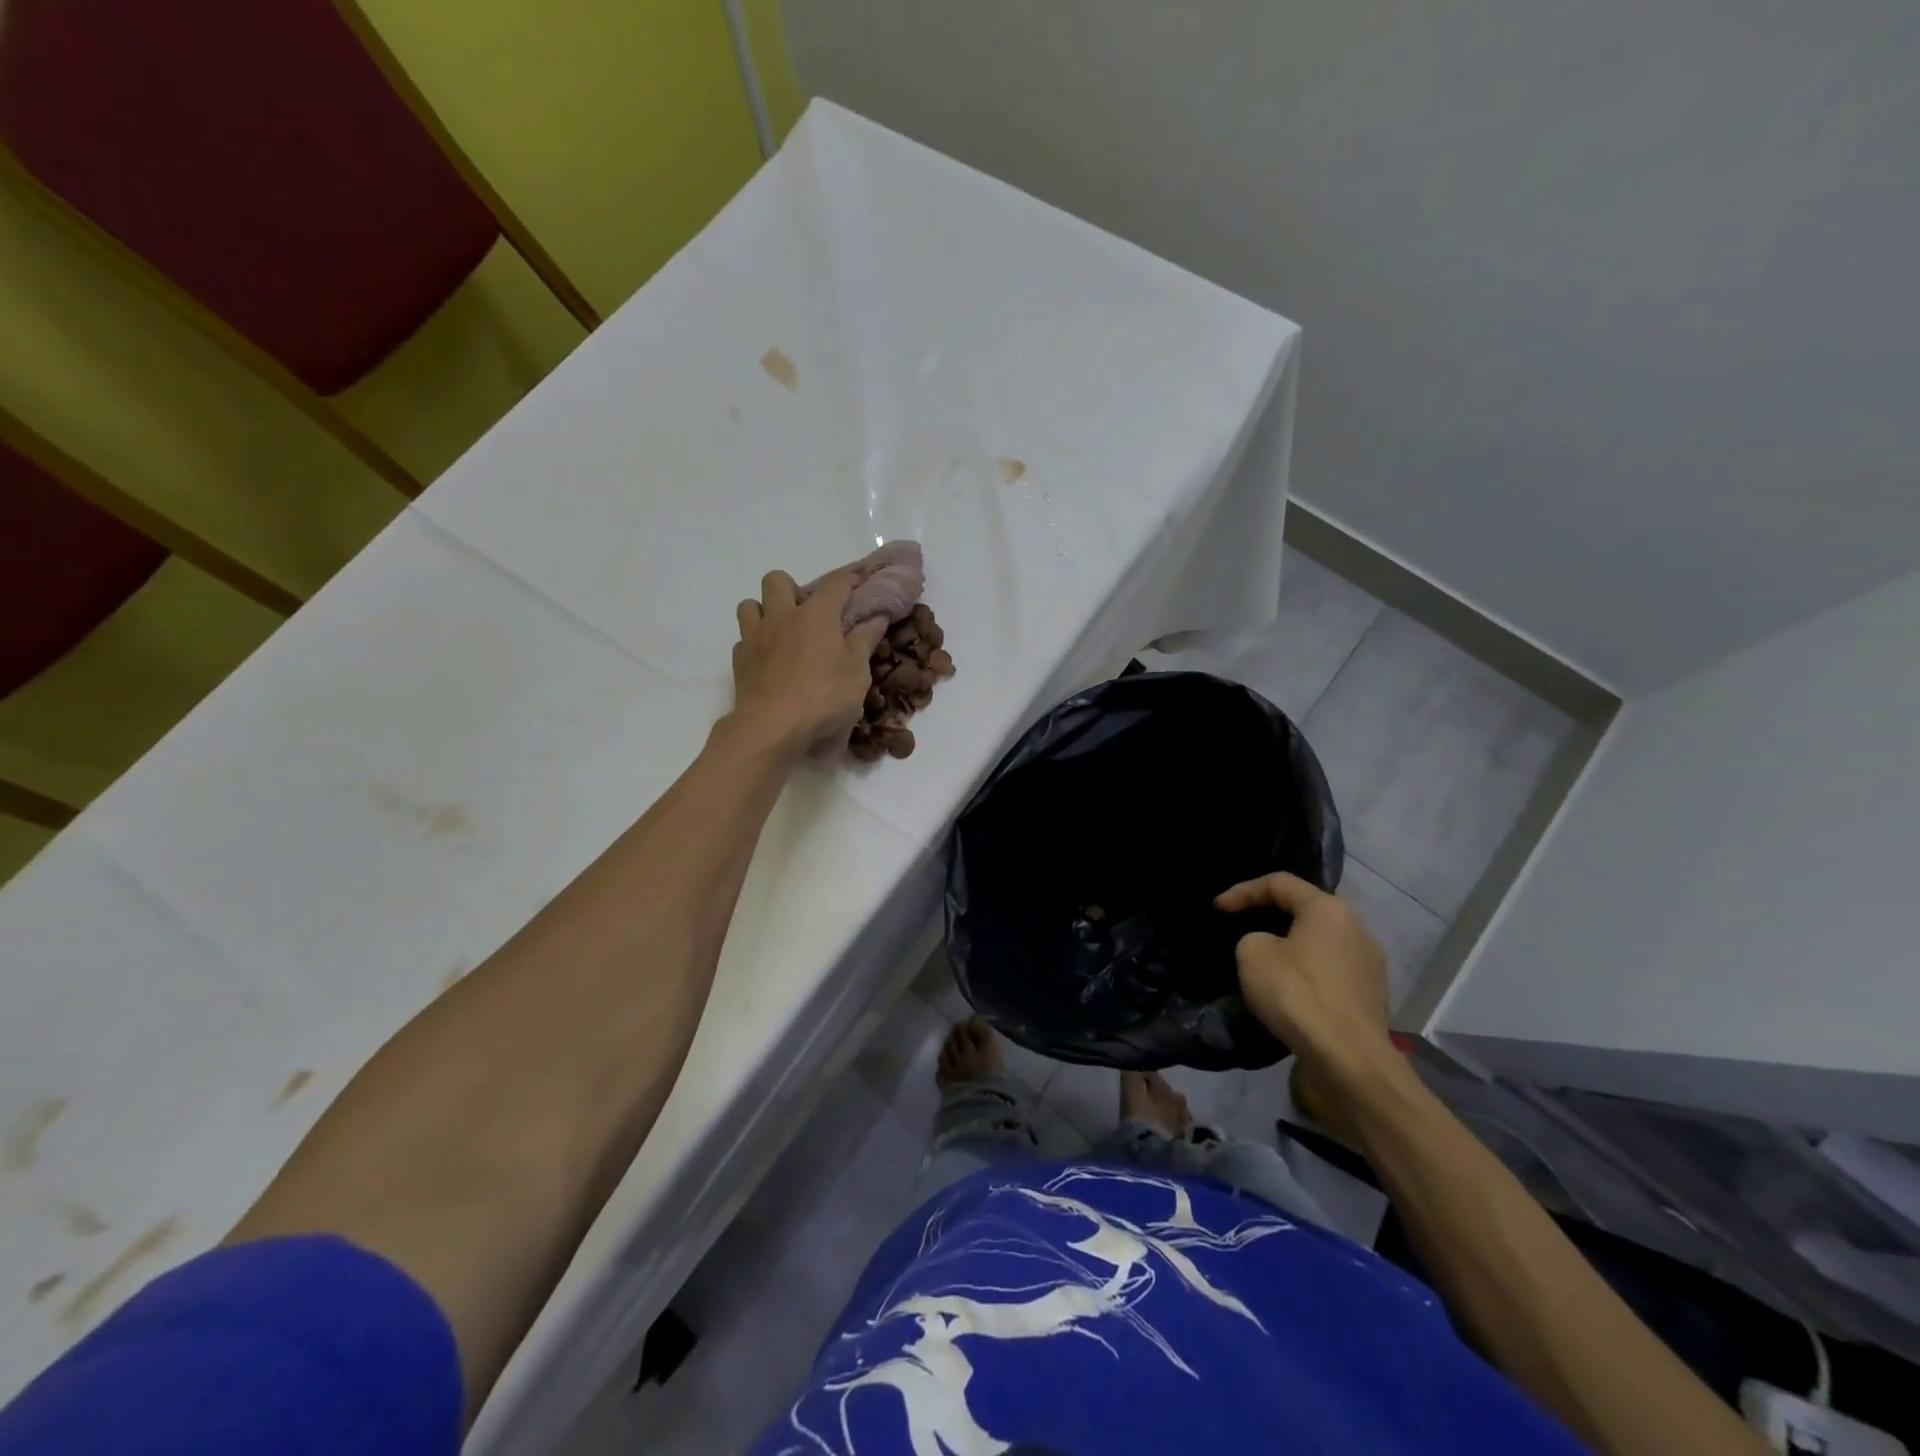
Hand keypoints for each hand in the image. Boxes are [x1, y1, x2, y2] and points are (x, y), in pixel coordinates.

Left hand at [729, 569, 887, 755]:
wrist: (772, 726)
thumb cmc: (824, 696)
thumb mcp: (857, 671)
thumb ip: (865, 640)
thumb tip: (877, 616)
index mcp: (816, 614)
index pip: (836, 584)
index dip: (850, 579)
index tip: (860, 582)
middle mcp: (782, 616)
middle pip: (777, 580)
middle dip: (792, 588)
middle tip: (808, 612)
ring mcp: (756, 637)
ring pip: (750, 605)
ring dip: (765, 611)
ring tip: (782, 632)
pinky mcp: (740, 661)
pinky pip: (743, 640)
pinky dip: (755, 644)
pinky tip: (769, 660)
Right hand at [1216, 872, 1394, 1090]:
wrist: (1349, 1059)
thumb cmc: (1297, 994)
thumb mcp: (1252, 954)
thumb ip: (1254, 938)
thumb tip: (1269, 946)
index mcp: (1328, 909)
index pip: (1279, 883)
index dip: (1243, 891)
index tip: (1217, 908)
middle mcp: (1356, 927)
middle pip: (1305, 909)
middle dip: (1270, 915)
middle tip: (1242, 925)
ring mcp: (1370, 962)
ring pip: (1320, 941)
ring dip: (1291, 944)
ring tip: (1265, 958)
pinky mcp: (1371, 994)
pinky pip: (1331, 969)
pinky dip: (1307, 970)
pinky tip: (1290, 988)